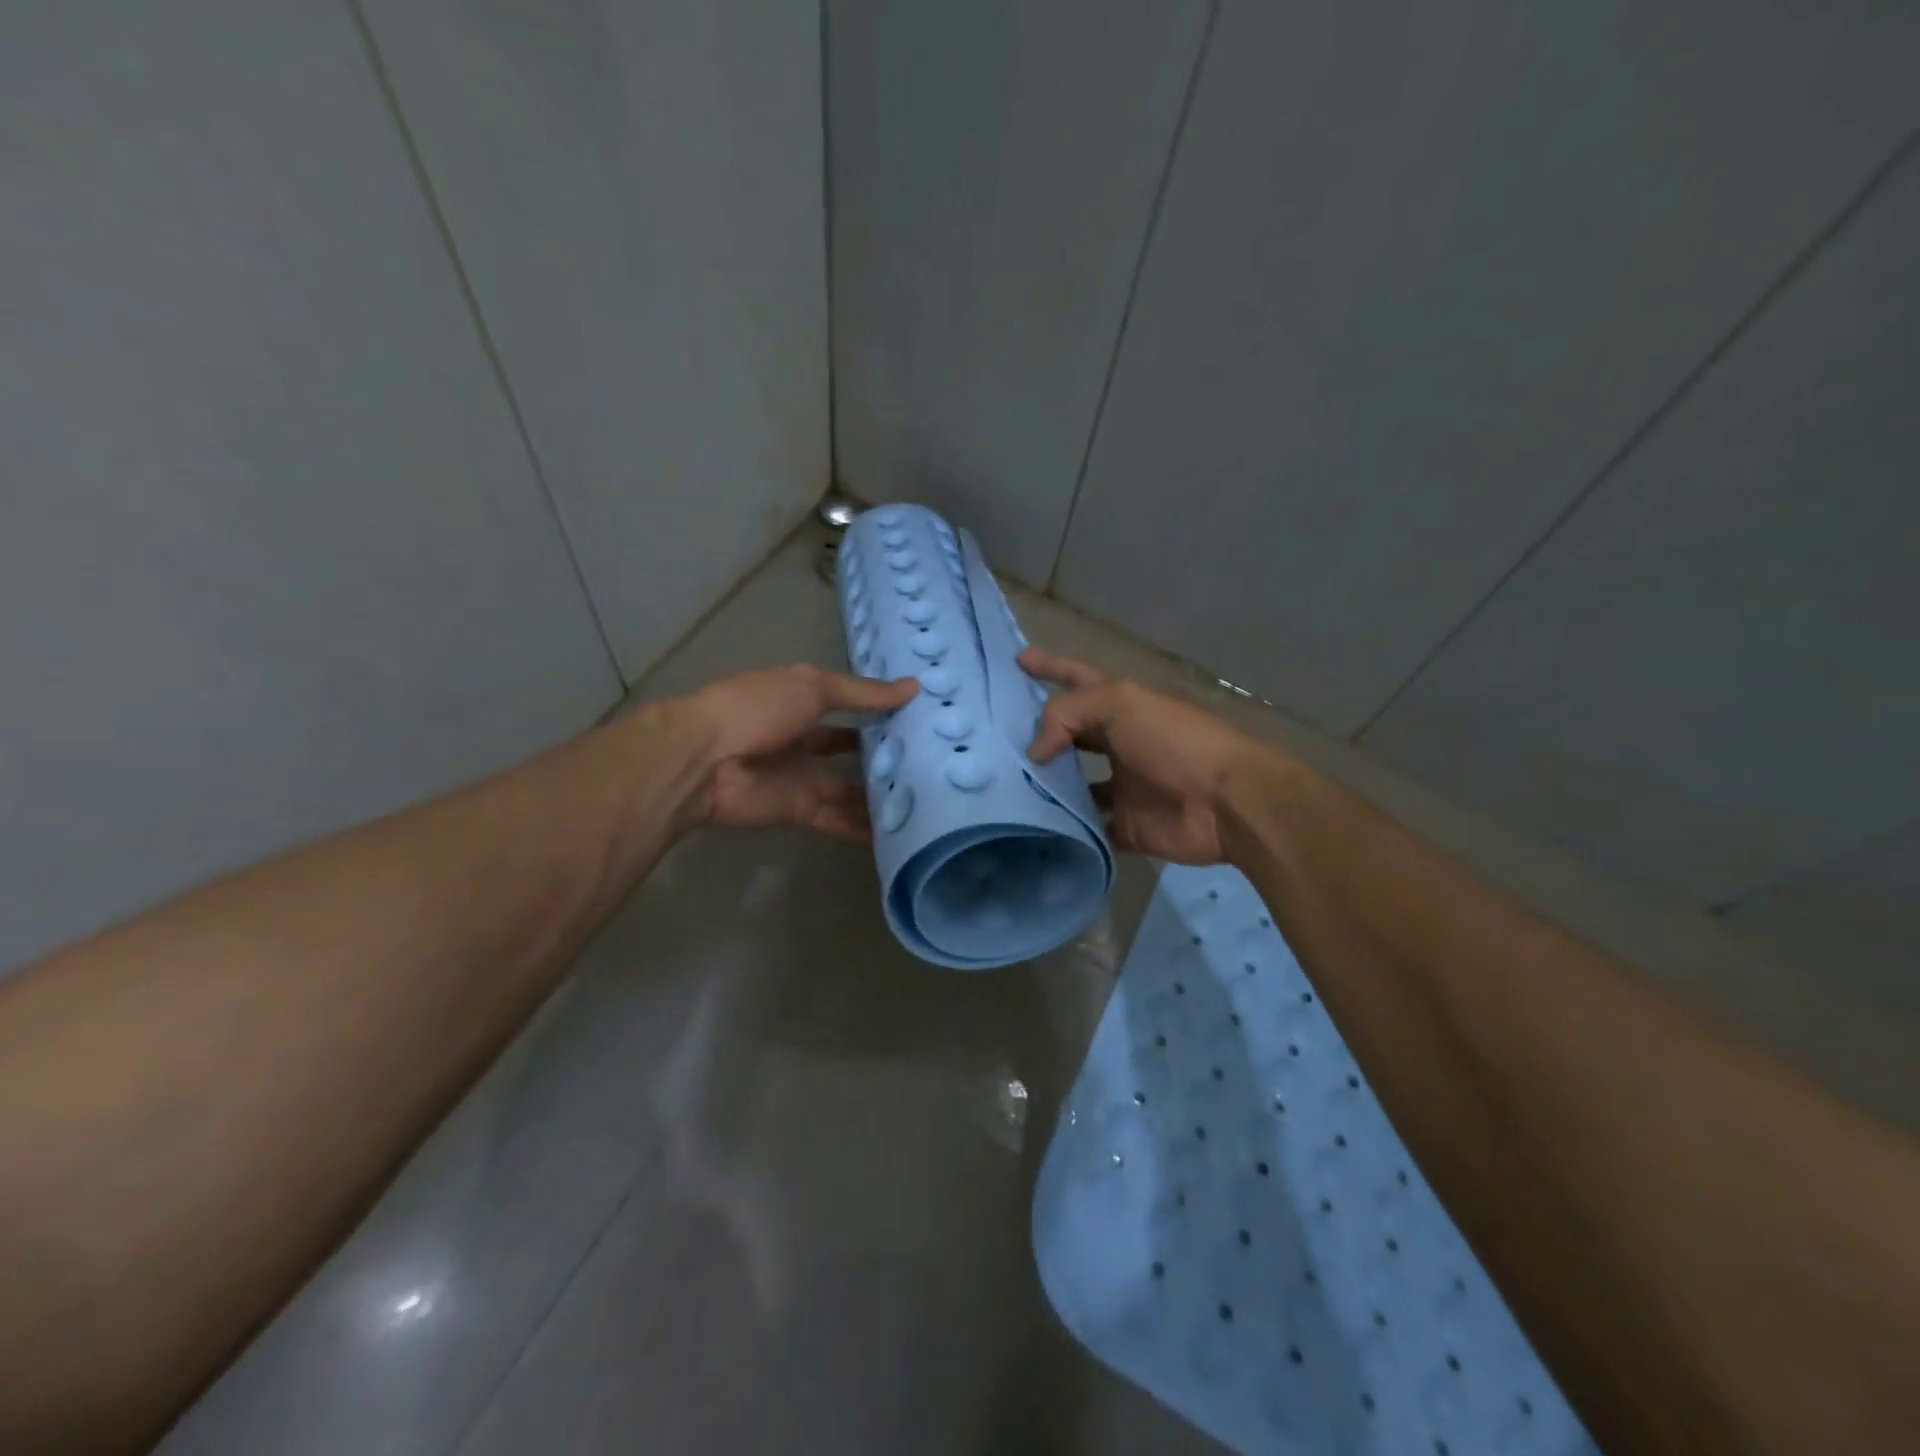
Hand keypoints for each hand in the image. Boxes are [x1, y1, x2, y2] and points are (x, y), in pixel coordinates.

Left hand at [673, 664, 918, 840]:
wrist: (705, 760)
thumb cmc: (757, 708)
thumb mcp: (813, 688)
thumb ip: (862, 694)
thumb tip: (914, 687)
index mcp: (802, 702)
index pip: (851, 707)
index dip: (881, 711)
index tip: (923, 719)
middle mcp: (803, 739)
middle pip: (851, 752)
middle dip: (883, 757)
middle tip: (932, 765)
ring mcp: (801, 777)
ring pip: (849, 790)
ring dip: (879, 796)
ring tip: (926, 802)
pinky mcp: (800, 811)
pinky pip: (838, 819)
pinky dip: (864, 828)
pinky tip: (899, 833)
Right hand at [1020, 647, 1266, 864]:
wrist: (1225, 801)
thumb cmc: (1174, 740)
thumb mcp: (1119, 704)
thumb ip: (1067, 714)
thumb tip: (1035, 752)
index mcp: (1120, 707)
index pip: (1076, 679)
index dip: (1049, 667)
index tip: (1017, 659)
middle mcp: (1118, 743)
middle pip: (1070, 734)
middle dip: (1038, 733)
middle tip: (996, 740)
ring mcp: (1121, 786)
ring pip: (1073, 783)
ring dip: (1045, 784)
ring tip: (1004, 785)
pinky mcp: (1125, 825)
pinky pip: (1087, 826)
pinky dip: (1066, 828)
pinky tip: (1034, 826)